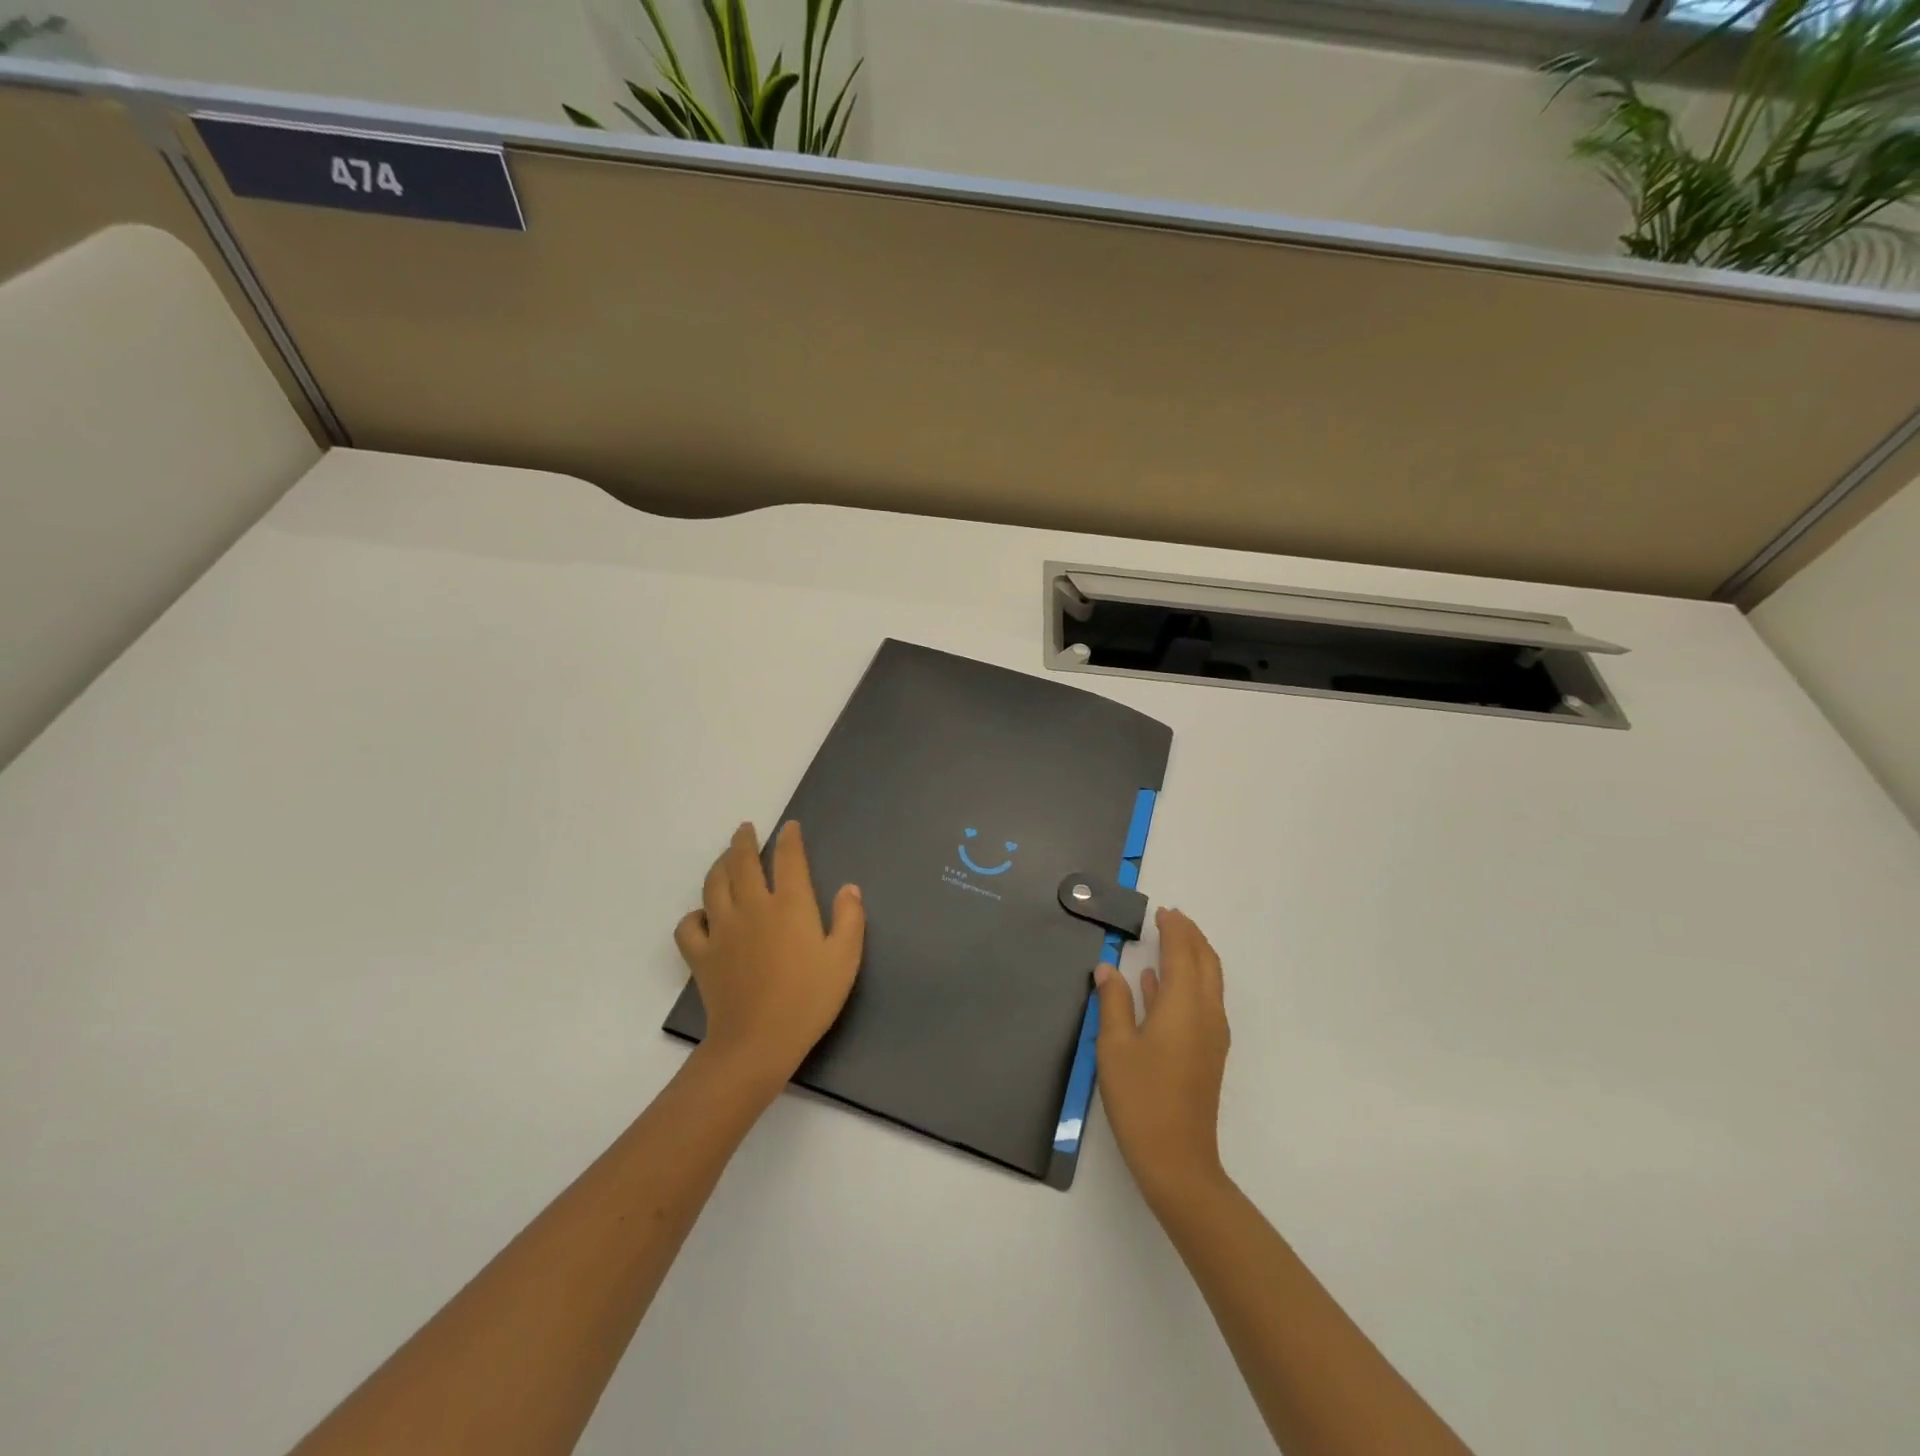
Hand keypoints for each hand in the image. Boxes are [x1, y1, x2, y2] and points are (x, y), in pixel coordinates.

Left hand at [674, 821, 865, 1091]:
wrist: (758, 1042)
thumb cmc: (809, 999)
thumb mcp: (845, 958)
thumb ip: (849, 918)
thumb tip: (849, 888)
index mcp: (789, 905)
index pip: (788, 859)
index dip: (789, 839)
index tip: (789, 828)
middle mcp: (752, 907)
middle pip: (742, 862)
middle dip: (744, 841)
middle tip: (745, 829)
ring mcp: (722, 929)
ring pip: (713, 884)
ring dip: (719, 865)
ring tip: (726, 858)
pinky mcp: (701, 955)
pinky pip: (689, 925)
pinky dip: (694, 914)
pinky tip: (704, 915)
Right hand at [1094, 907, 1230, 1206]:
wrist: (1178, 1160)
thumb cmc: (1141, 1098)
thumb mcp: (1114, 1046)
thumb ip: (1112, 1001)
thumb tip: (1107, 967)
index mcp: (1184, 1005)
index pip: (1183, 952)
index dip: (1174, 929)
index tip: (1161, 911)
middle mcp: (1206, 1013)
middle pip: (1206, 962)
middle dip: (1191, 936)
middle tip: (1171, 918)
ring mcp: (1211, 1035)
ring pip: (1209, 981)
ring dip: (1193, 956)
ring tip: (1169, 941)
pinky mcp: (1208, 1053)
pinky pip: (1203, 1001)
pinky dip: (1186, 982)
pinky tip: (1156, 984)